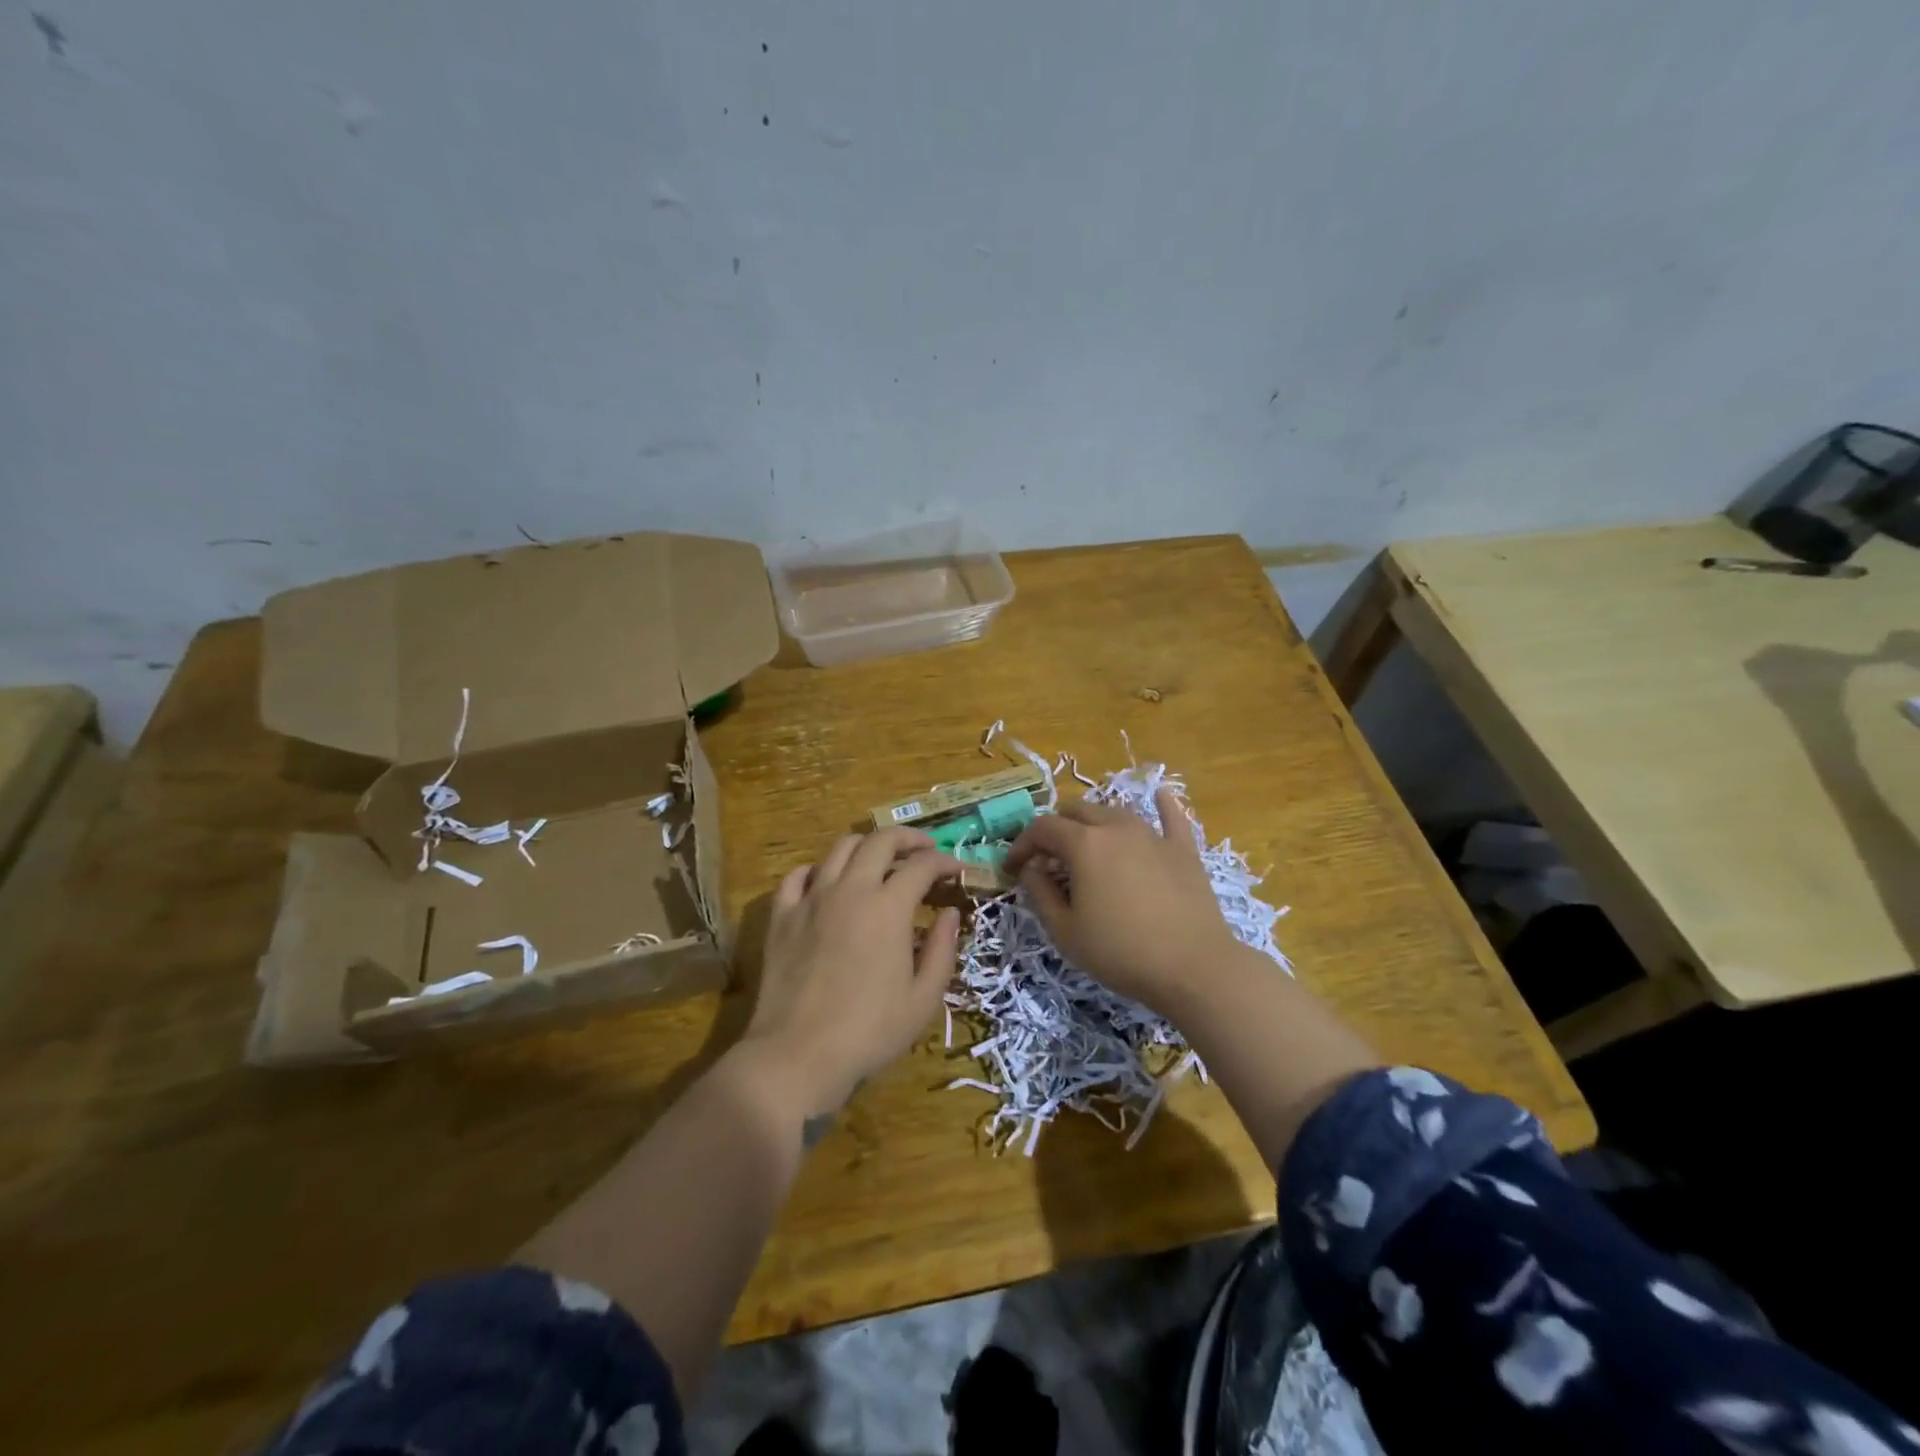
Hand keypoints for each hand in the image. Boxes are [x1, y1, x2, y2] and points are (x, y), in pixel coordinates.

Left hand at [742, 828, 963, 1114]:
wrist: (797, 1055)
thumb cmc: (869, 1032)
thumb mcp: (923, 999)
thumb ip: (942, 949)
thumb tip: (950, 914)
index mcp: (888, 908)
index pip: (921, 865)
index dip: (944, 861)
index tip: (956, 869)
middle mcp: (850, 890)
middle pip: (880, 840)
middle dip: (908, 838)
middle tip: (923, 849)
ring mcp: (811, 899)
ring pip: (839, 848)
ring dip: (866, 846)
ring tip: (879, 860)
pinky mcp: (782, 916)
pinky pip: (797, 876)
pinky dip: (818, 870)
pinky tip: (826, 882)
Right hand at [1003, 789, 1239, 1017]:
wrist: (1194, 967)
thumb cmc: (1121, 952)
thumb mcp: (1065, 931)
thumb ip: (1040, 893)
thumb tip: (1031, 868)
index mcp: (1084, 844)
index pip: (1042, 828)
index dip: (1022, 844)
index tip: (1012, 867)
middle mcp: (1116, 827)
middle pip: (1077, 811)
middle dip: (1055, 829)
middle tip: (1048, 859)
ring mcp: (1153, 834)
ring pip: (1115, 812)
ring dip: (1093, 823)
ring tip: (1088, 845)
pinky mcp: (1184, 849)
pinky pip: (1172, 817)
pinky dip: (1162, 805)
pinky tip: (1161, 796)